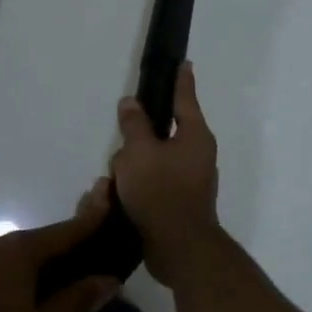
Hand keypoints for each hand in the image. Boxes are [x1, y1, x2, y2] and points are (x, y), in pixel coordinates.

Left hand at [0, 184, 120, 311]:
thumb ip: (73, 303)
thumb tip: (109, 279)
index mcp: (19, 252)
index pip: (64, 232)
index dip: (89, 221)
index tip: (109, 203)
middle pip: (32, 246)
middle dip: (53, 259)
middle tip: (70, 281)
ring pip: (2, 260)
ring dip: (19, 274)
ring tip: (26, 307)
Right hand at [111, 62, 222, 288]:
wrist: (178, 247)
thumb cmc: (161, 191)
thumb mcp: (139, 152)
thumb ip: (134, 125)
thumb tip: (131, 103)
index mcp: (194, 136)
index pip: (185, 99)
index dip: (181, 80)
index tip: (183, 63)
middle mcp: (197, 154)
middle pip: (162, 132)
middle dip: (138, 139)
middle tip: (121, 145)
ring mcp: (190, 180)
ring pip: (153, 160)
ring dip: (132, 167)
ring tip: (114, 181)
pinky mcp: (178, 202)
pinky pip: (153, 182)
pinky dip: (137, 186)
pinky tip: (119, 196)